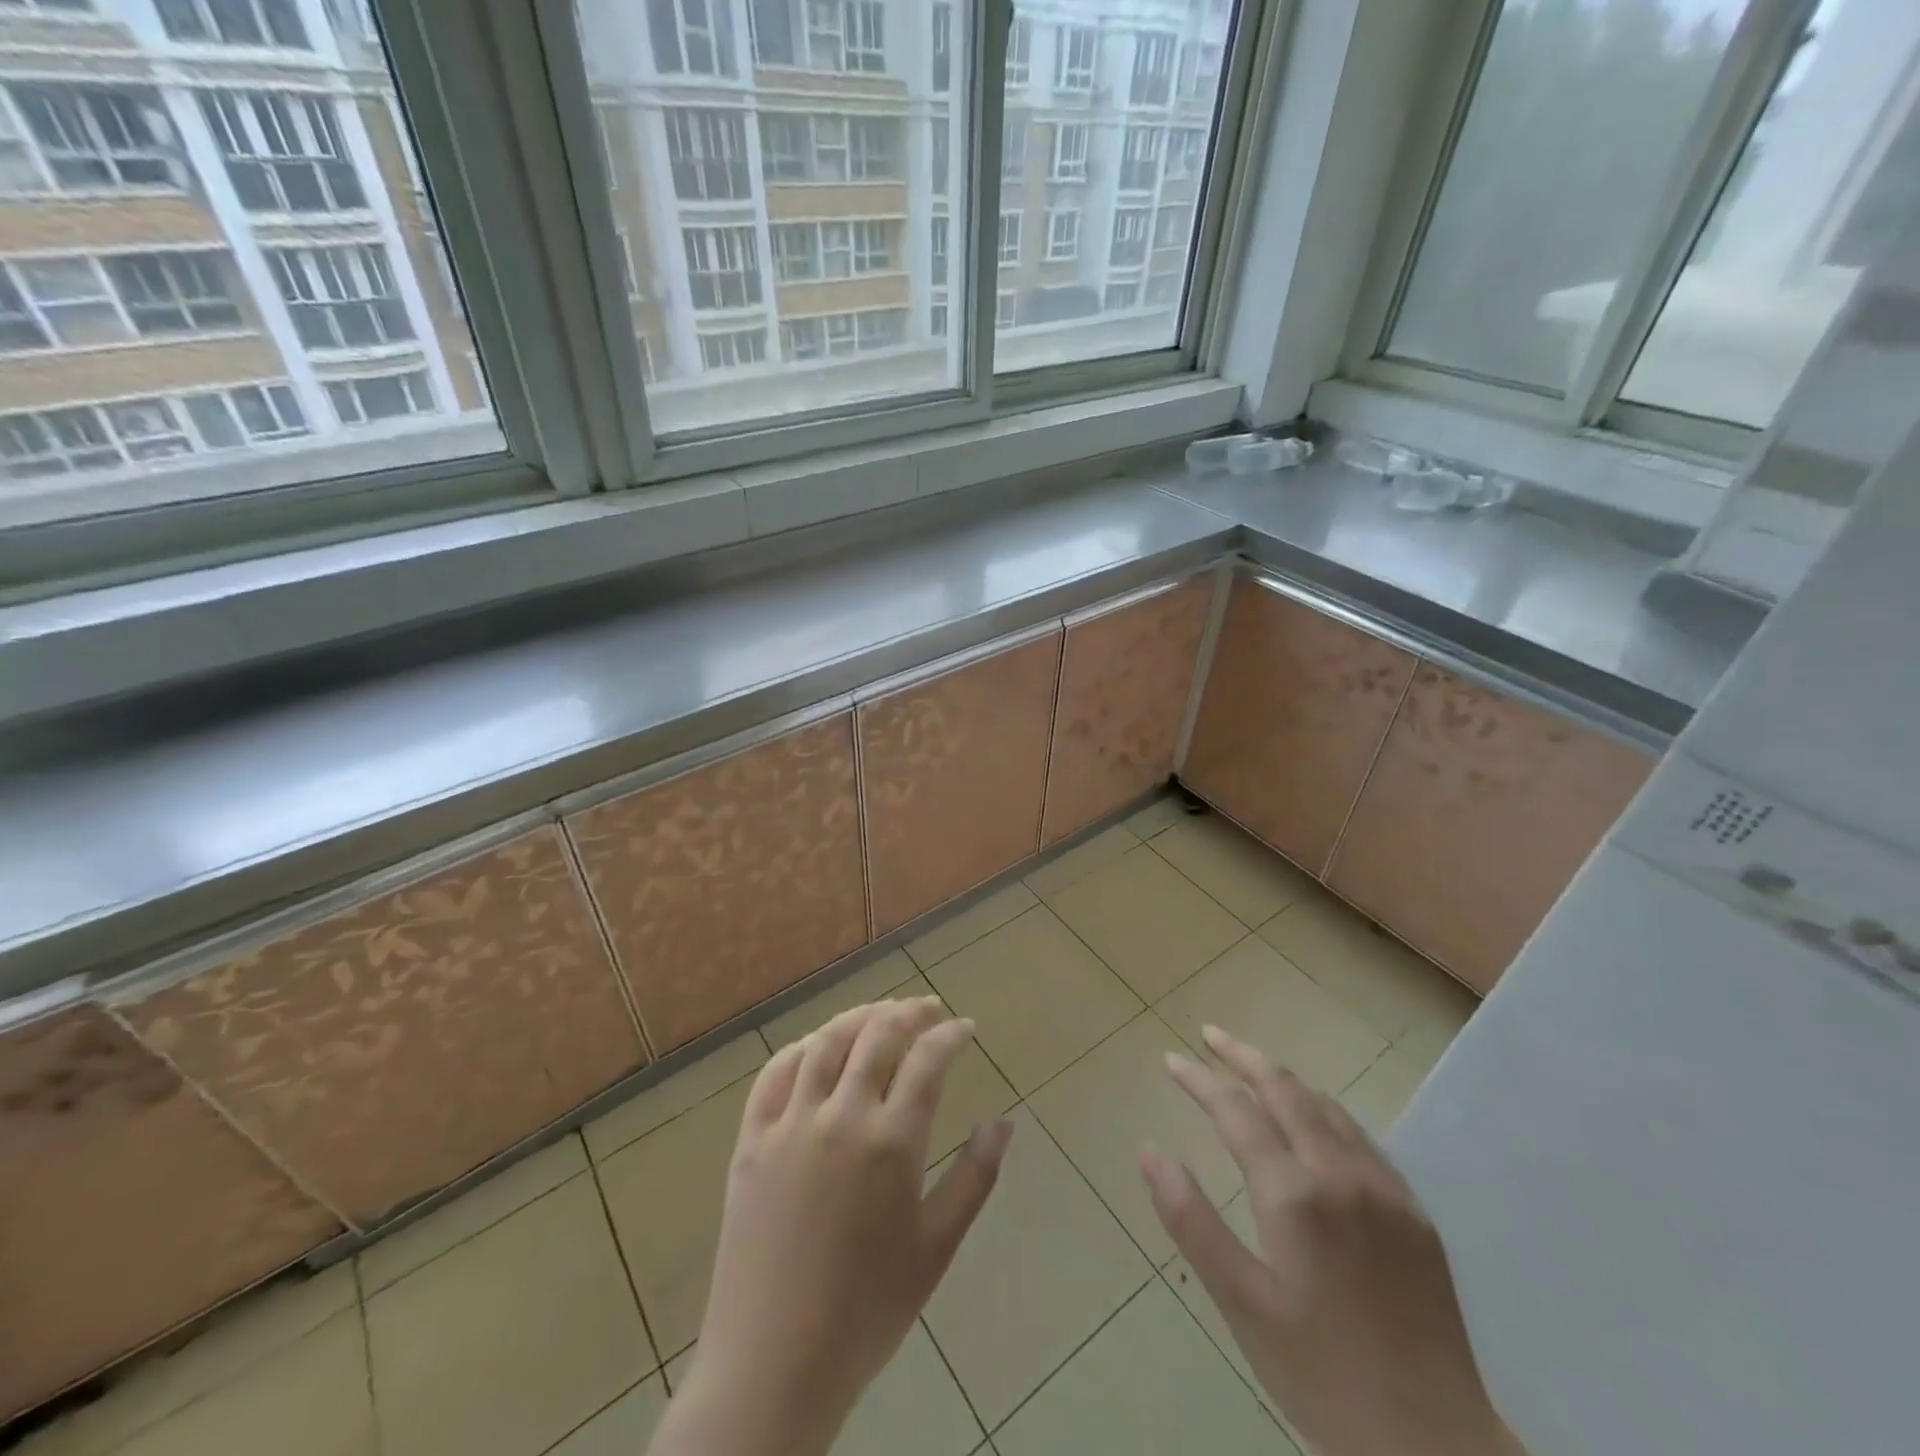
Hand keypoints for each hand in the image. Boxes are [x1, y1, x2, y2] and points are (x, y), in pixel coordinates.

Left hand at [650, 997, 1012, 1455]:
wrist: (773, 1364)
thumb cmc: (867, 1311)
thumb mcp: (936, 1248)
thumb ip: (975, 1177)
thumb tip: (1005, 1123)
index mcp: (891, 1142)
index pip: (928, 1060)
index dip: (951, 1034)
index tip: (965, 1027)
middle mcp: (841, 1117)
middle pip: (878, 1035)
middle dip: (909, 1012)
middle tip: (928, 1009)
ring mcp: (790, 1124)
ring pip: (827, 1042)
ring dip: (859, 1017)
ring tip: (880, 1014)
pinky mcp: (751, 1139)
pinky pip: (775, 1073)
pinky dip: (802, 1048)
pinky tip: (817, 1047)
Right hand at [1142, 1026, 1523, 1455]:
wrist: (1437, 1446)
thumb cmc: (1322, 1376)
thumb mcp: (1242, 1305)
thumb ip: (1192, 1222)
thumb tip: (1150, 1153)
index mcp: (1294, 1193)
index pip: (1235, 1110)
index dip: (1199, 1080)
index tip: (1170, 1059)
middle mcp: (1340, 1173)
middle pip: (1285, 1088)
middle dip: (1242, 1055)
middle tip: (1209, 1034)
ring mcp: (1384, 1188)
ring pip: (1326, 1106)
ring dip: (1283, 1079)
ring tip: (1252, 1070)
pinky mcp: (1414, 1211)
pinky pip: (1360, 1136)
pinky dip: (1322, 1110)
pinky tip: (1313, 1123)